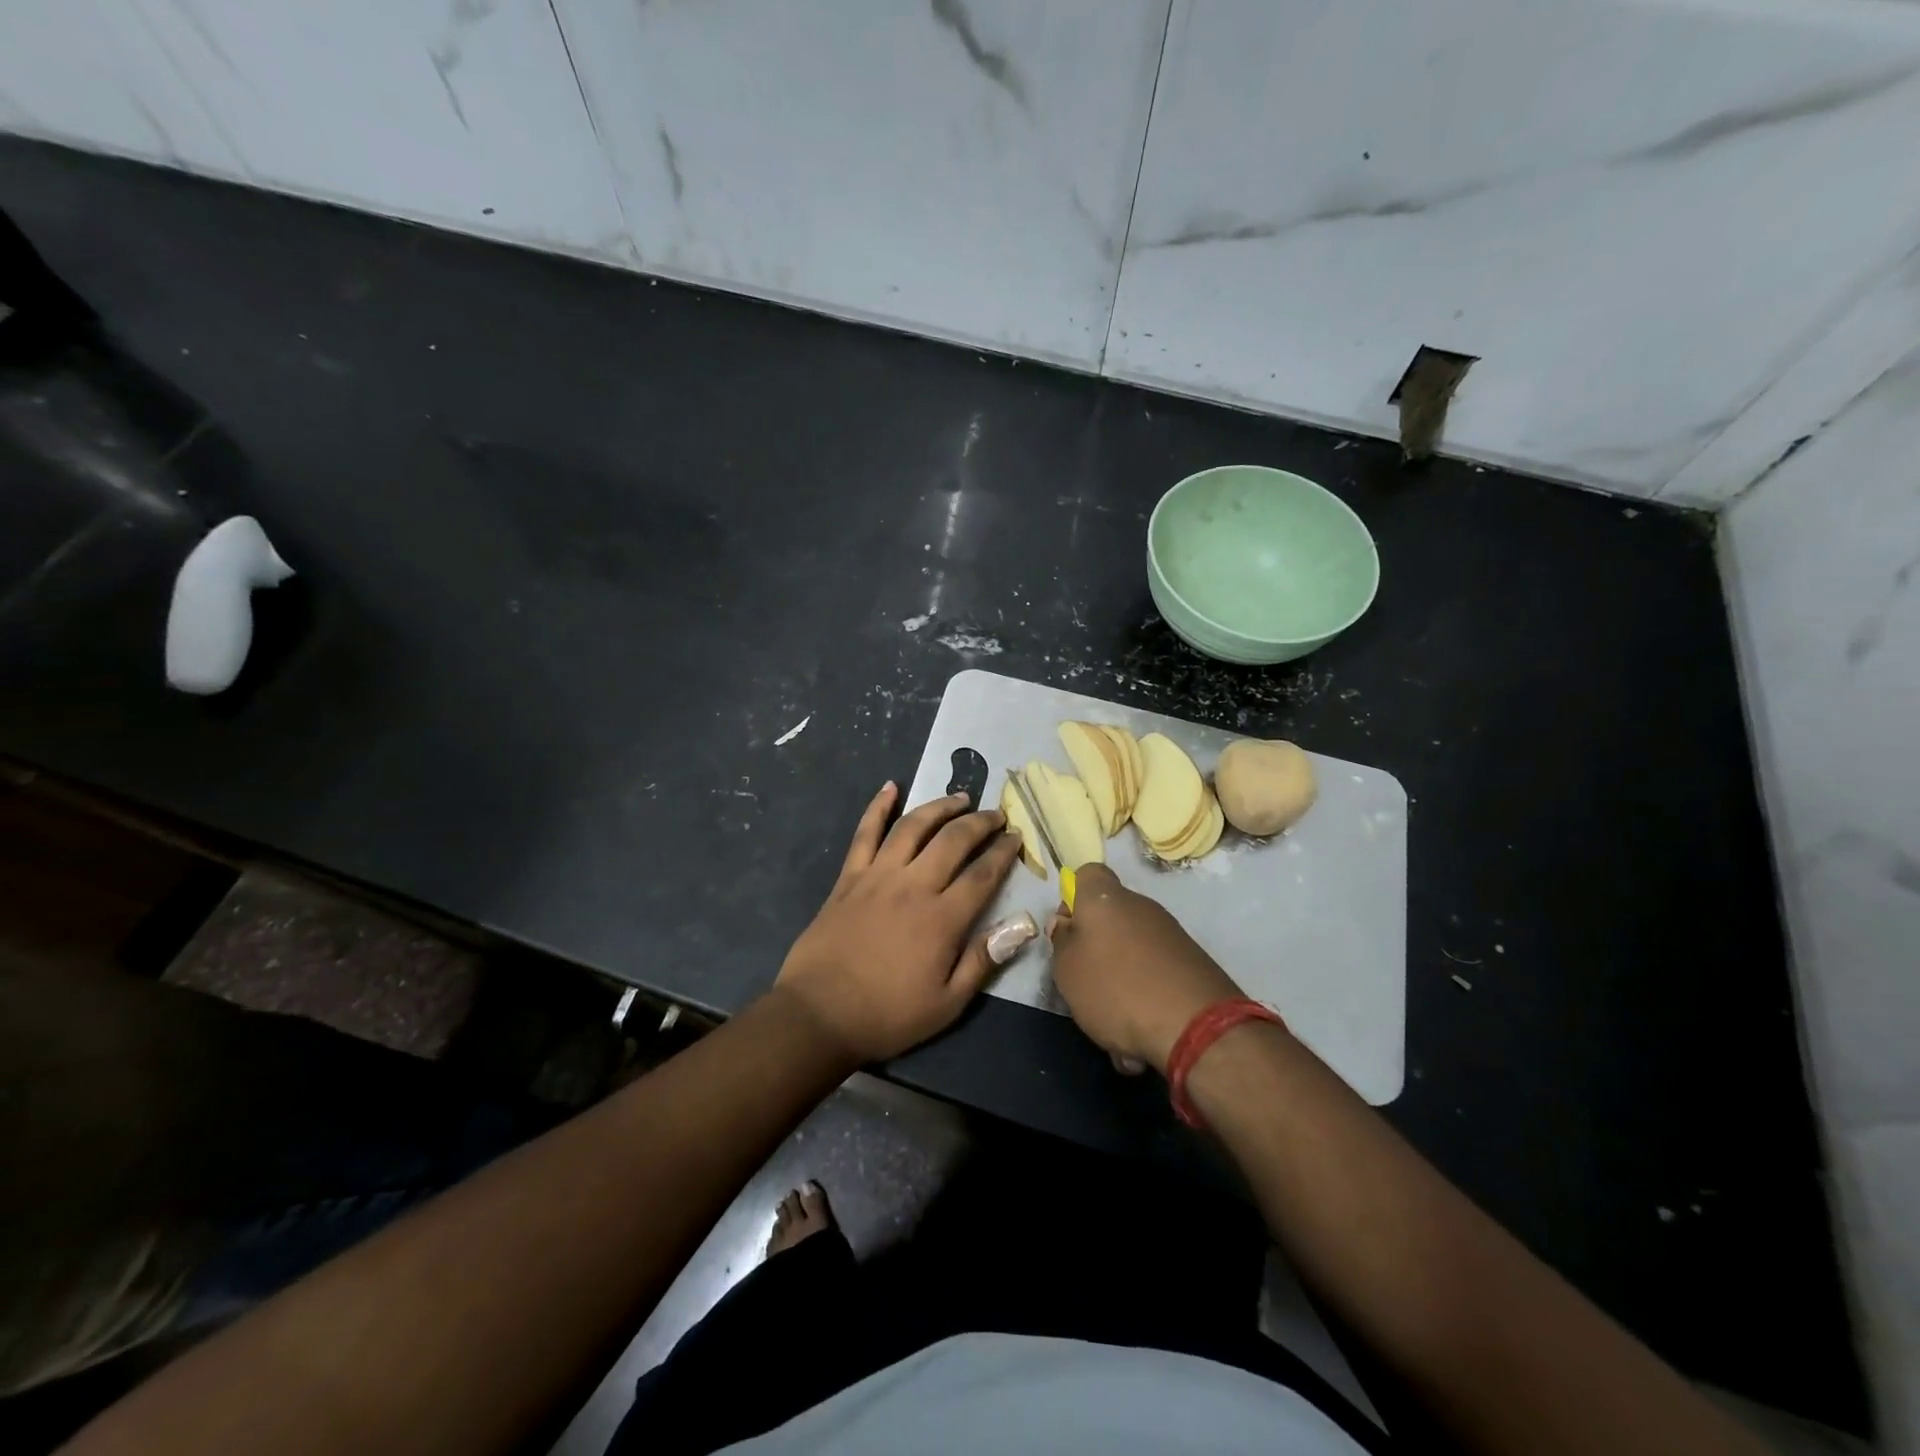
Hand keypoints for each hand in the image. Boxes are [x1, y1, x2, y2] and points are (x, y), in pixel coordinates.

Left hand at [773, 783, 1025, 1062]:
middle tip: (996, 815)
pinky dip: (878, 807)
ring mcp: (877, 876)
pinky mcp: (849, 877)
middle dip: (980, 823)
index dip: (1004, 853)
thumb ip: (984, 960)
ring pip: (913, 827)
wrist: (818, 1014)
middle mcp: (913, 886)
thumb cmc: (887, 1014)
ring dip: (939, 807)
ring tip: (960, 798)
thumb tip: (1024, 925)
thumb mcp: (946, 1004)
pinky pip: (865, 833)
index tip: (1017, 838)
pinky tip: (890, 787)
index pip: (983, 875)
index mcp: (942, 919)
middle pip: (953, 841)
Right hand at [1048, 864, 1242, 1074]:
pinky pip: (1156, 972)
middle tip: (1086, 984)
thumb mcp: (1068, 970)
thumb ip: (1062, 942)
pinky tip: (1142, 1032)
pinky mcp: (1193, 962)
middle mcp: (1141, 907)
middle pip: (1110, 917)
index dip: (1073, 899)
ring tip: (1116, 1022)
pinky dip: (1146, 995)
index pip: (1087, 874)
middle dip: (1097, 947)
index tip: (1068, 932)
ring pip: (1133, 949)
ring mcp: (1171, 933)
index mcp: (1105, 899)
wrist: (1196, 1026)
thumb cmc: (1116, 989)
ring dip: (1121, 979)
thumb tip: (1067, 925)